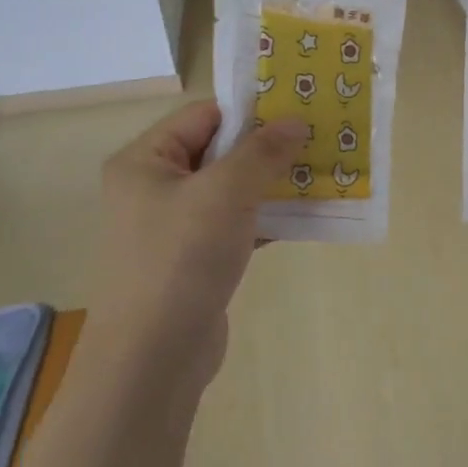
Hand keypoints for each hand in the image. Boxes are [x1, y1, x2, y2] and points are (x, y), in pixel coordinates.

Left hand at [90, 101, 305, 388]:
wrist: (153, 357)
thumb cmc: (181, 259)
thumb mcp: (225, 193)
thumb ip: (262, 152)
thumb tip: (296, 122)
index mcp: (145, 161)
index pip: (203, 116)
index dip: (250, 111)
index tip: (300, 109)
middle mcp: (155, 188)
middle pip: (219, 152)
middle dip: (268, 147)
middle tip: (319, 139)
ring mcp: (175, 227)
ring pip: (232, 190)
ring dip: (273, 183)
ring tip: (321, 172)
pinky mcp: (195, 260)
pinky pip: (236, 225)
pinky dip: (267, 218)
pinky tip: (307, 216)